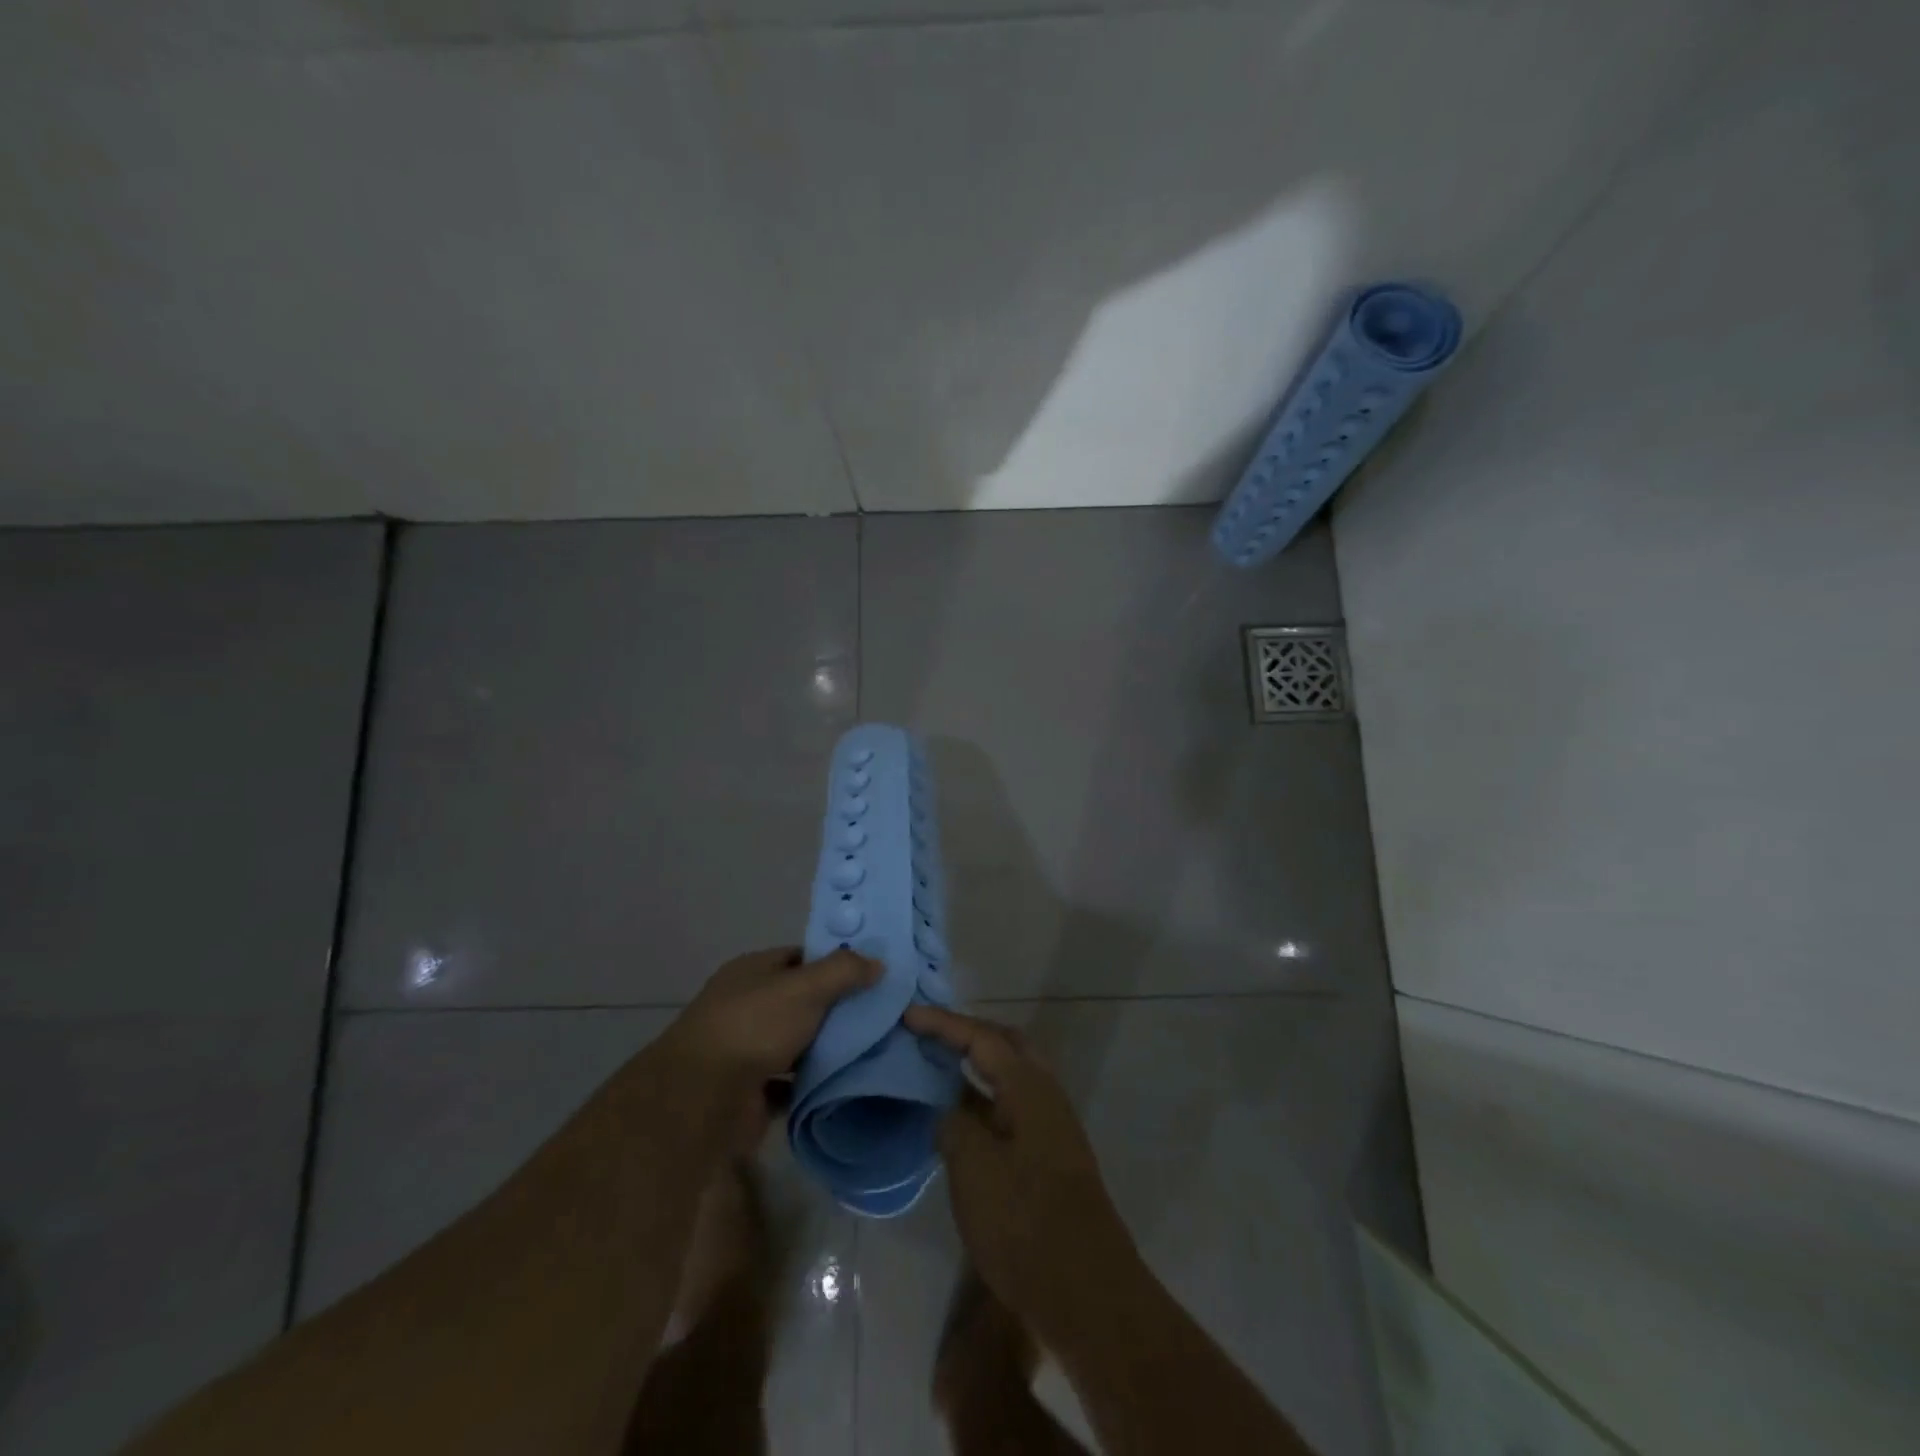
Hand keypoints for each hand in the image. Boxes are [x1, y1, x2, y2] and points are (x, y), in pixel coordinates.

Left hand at [664, 946, 879, 1088]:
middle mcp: (745, 1006)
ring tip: (871, 1049)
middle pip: (798, 1002)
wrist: (703, 1100)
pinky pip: (790, 1083)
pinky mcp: (749, 1091)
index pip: (798, 958)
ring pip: (795, 1043)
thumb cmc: (754, 1027)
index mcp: (751, 971)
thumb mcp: (806, 987)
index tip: (869, 975)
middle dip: (834, 1009)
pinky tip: (844, 1083)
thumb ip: (843, 971)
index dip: (832, 963)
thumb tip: (878, 962)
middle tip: (878, 1015)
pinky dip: (811, 1084)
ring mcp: (745, 1050)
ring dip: (824, 1049)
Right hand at [904, 1005, 1141, 1341]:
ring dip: (976, 1066)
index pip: (982, 1037)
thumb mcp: (974, 1168)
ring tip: (937, 1067)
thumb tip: (949, 1110)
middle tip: (929, 1034)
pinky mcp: (1048, 1157)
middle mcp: (1046, 1095)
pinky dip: (982, 1099)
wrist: (1085, 1292)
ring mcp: (1051, 1127)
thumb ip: (955, 1124)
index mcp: (1029, 1086)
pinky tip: (958, 1118)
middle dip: (968, 1034)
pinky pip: (1010, 1107)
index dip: (943, 1024)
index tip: (907, 1015)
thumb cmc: (1024, 1222)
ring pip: (1010, 1077)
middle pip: (1005, 1045)